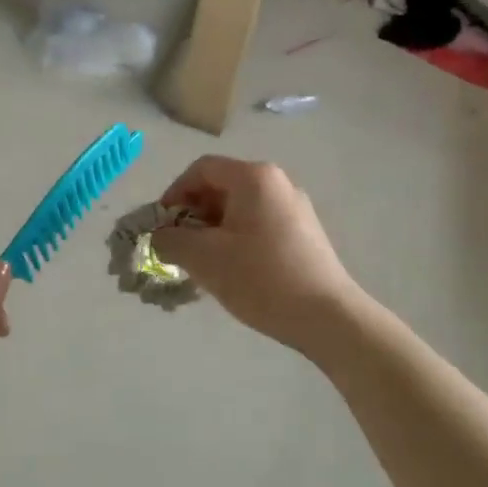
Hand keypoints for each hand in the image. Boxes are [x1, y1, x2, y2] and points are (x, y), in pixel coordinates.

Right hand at [153, 157, 361, 350]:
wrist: (327, 317)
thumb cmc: (261, 278)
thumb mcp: (204, 258)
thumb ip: (170, 240)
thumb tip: (160, 236)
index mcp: (254, 177)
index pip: (201, 169)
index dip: (174, 193)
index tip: (161, 226)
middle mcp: (277, 183)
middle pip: (221, 186)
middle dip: (193, 214)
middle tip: (179, 247)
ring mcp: (295, 208)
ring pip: (239, 208)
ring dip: (213, 230)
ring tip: (203, 263)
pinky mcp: (304, 233)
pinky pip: (258, 224)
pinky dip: (236, 239)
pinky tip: (233, 270)